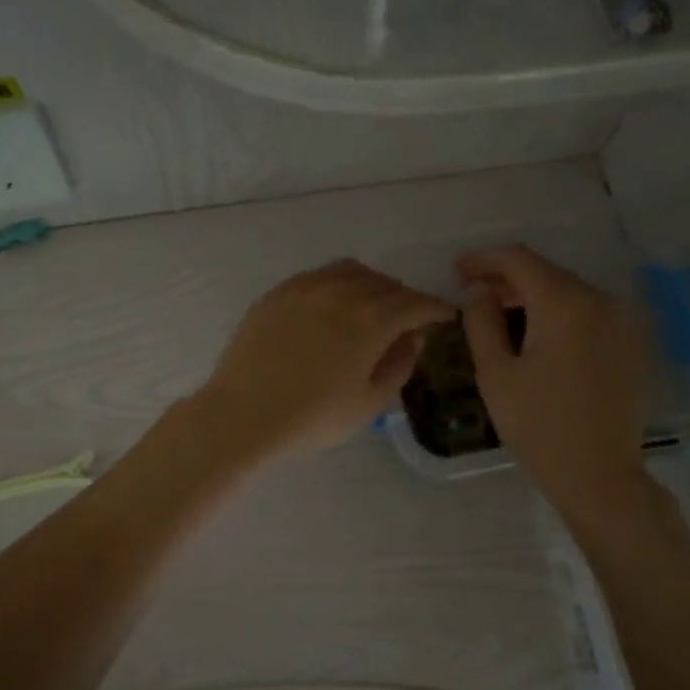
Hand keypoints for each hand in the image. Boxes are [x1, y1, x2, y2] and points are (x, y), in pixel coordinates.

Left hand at [198, 259, 455, 460]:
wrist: (244, 415)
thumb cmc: (313, 418)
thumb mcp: (370, 402)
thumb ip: (400, 364)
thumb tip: (413, 337)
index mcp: (372, 319)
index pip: (416, 303)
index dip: (436, 309)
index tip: (445, 317)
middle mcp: (343, 291)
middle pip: (386, 284)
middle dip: (404, 299)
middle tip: (407, 321)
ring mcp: (306, 287)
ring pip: (352, 272)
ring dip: (371, 286)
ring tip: (370, 308)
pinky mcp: (278, 292)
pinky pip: (318, 276)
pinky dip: (337, 285)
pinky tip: (331, 307)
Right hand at [457, 246, 651, 530]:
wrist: (598, 474)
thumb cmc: (538, 427)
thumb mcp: (496, 374)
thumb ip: (482, 322)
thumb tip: (480, 293)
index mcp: (564, 304)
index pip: (520, 260)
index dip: (484, 260)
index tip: (458, 271)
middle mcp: (600, 300)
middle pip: (547, 273)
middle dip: (508, 279)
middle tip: (474, 294)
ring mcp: (622, 321)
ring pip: (569, 293)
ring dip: (534, 297)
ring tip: (502, 314)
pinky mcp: (631, 343)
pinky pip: (588, 314)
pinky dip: (559, 315)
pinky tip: (539, 336)